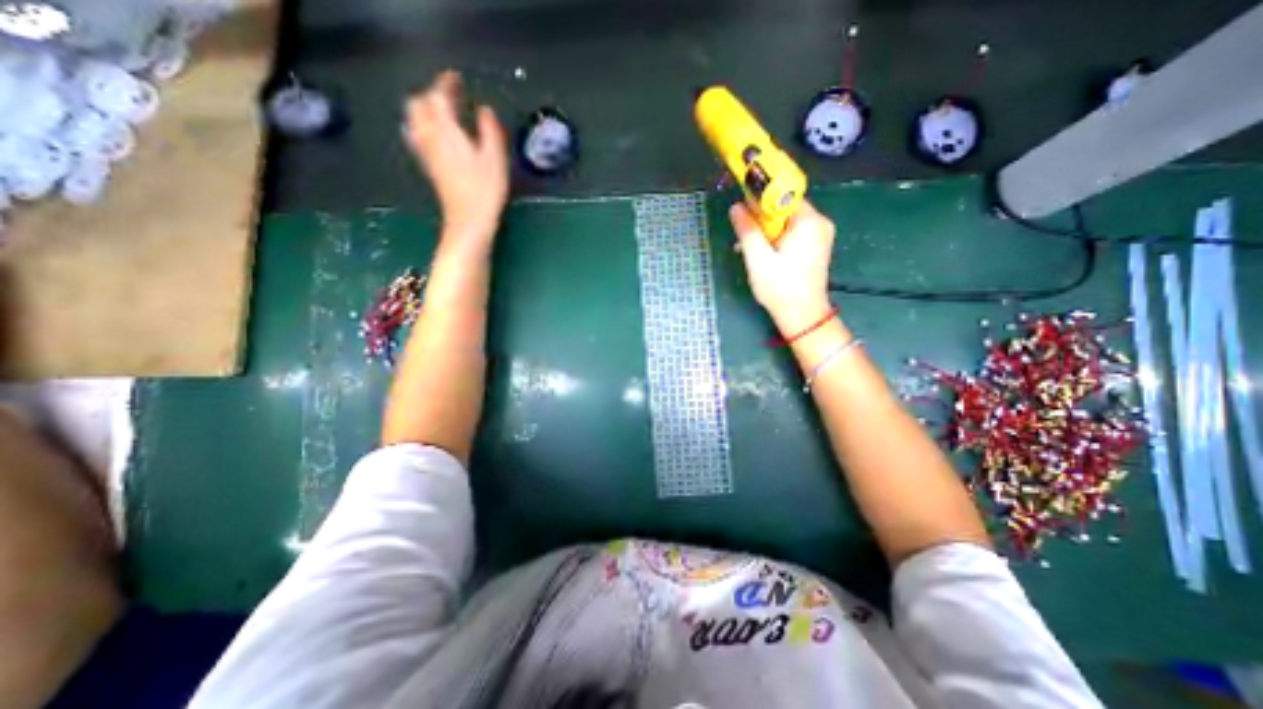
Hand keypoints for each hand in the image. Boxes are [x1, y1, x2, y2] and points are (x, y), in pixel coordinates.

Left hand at [403, 69, 507, 247]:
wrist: (469, 221)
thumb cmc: (485, 190)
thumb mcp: (495, 158)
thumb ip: (489, 130)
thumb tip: (484, 111)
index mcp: (445, 130)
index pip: (437, 97)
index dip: (445, 84)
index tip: (456, 79)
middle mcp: (429, 137)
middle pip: (418, 105)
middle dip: (431, 96)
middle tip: (450, 97)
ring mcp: (426, 153)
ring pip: (414, 121)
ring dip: (425, 111)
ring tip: (443, 114)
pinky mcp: (429, 167)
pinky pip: (417, 137)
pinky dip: (424, 127)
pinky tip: (437, 136)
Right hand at [731, 197, 834, 332]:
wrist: (803, 316)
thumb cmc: (780, 288)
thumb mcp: (758, 259)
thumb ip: (747, 231)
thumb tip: (736, 207)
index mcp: (809, 222)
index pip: (782, 196)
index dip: (760, 200)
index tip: (742, 211)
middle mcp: (819, 223)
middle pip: (784, 209)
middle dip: (761, 220)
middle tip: (743, 237)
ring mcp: (819, 235)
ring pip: (786, 222)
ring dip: (765, 232)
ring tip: (747, 249)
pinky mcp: (815, 247)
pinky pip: (792, 233)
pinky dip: (775, 240)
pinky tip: (762, 254)